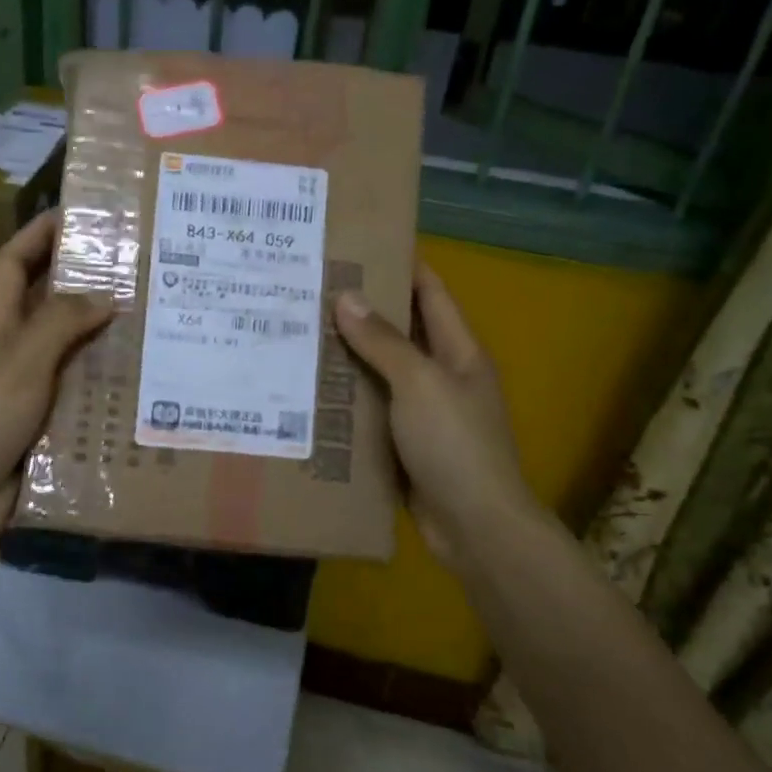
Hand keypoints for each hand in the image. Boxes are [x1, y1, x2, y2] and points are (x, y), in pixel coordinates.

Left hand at [0, 211, 110, 553]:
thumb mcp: (21, 359)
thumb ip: (60, 322)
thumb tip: (106, 295)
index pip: (13, 262)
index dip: (38, 233)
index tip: (76, 212)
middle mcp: (14, 348)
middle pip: (49, 301)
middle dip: (84, 280)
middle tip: (136, 267)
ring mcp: (31, 386)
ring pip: (72, 348)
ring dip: (104, 334)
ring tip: (153, 319)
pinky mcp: (47, 421)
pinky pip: (82, 391)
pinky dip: (108, 383)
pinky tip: (144, 381)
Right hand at [333, 261, 540, 575]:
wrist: (474, 526)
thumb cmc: (455, 444)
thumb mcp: (420, 384)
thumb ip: (384, 342)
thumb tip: (347, 298)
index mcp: (459, 352)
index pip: (431, 293)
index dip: (402, 265)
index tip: (359, 244)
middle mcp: (442, 376)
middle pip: (401, 332)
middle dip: (362, 311)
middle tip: (311, 290)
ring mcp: (422, 413)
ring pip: (380, 374)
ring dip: (347, 357)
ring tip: (298, 333)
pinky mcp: (402, 445)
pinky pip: (370, 412)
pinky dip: (345, 401)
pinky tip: (307, 392)